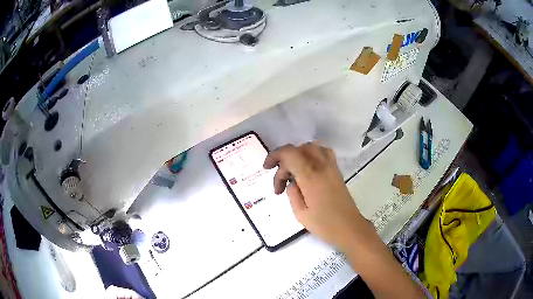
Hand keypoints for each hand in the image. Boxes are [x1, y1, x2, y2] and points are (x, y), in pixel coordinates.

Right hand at [263, 142, 366, 250]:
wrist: (350, 228)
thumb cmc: (325, 225)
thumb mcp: (300, 213)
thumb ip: (292, 193)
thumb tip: (292, 183)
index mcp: (310, 176)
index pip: (289, 153)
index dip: (274, 156)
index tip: (267, 168)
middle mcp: (321, 166)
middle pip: (299, 149)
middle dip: (284, 161)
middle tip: (281, 184)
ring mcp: (331, 167)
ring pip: (311, 147)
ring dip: (298, 155)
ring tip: (293, 173)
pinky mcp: (337, 171)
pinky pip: (323, 152)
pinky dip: (312, 155)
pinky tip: (308, 169)